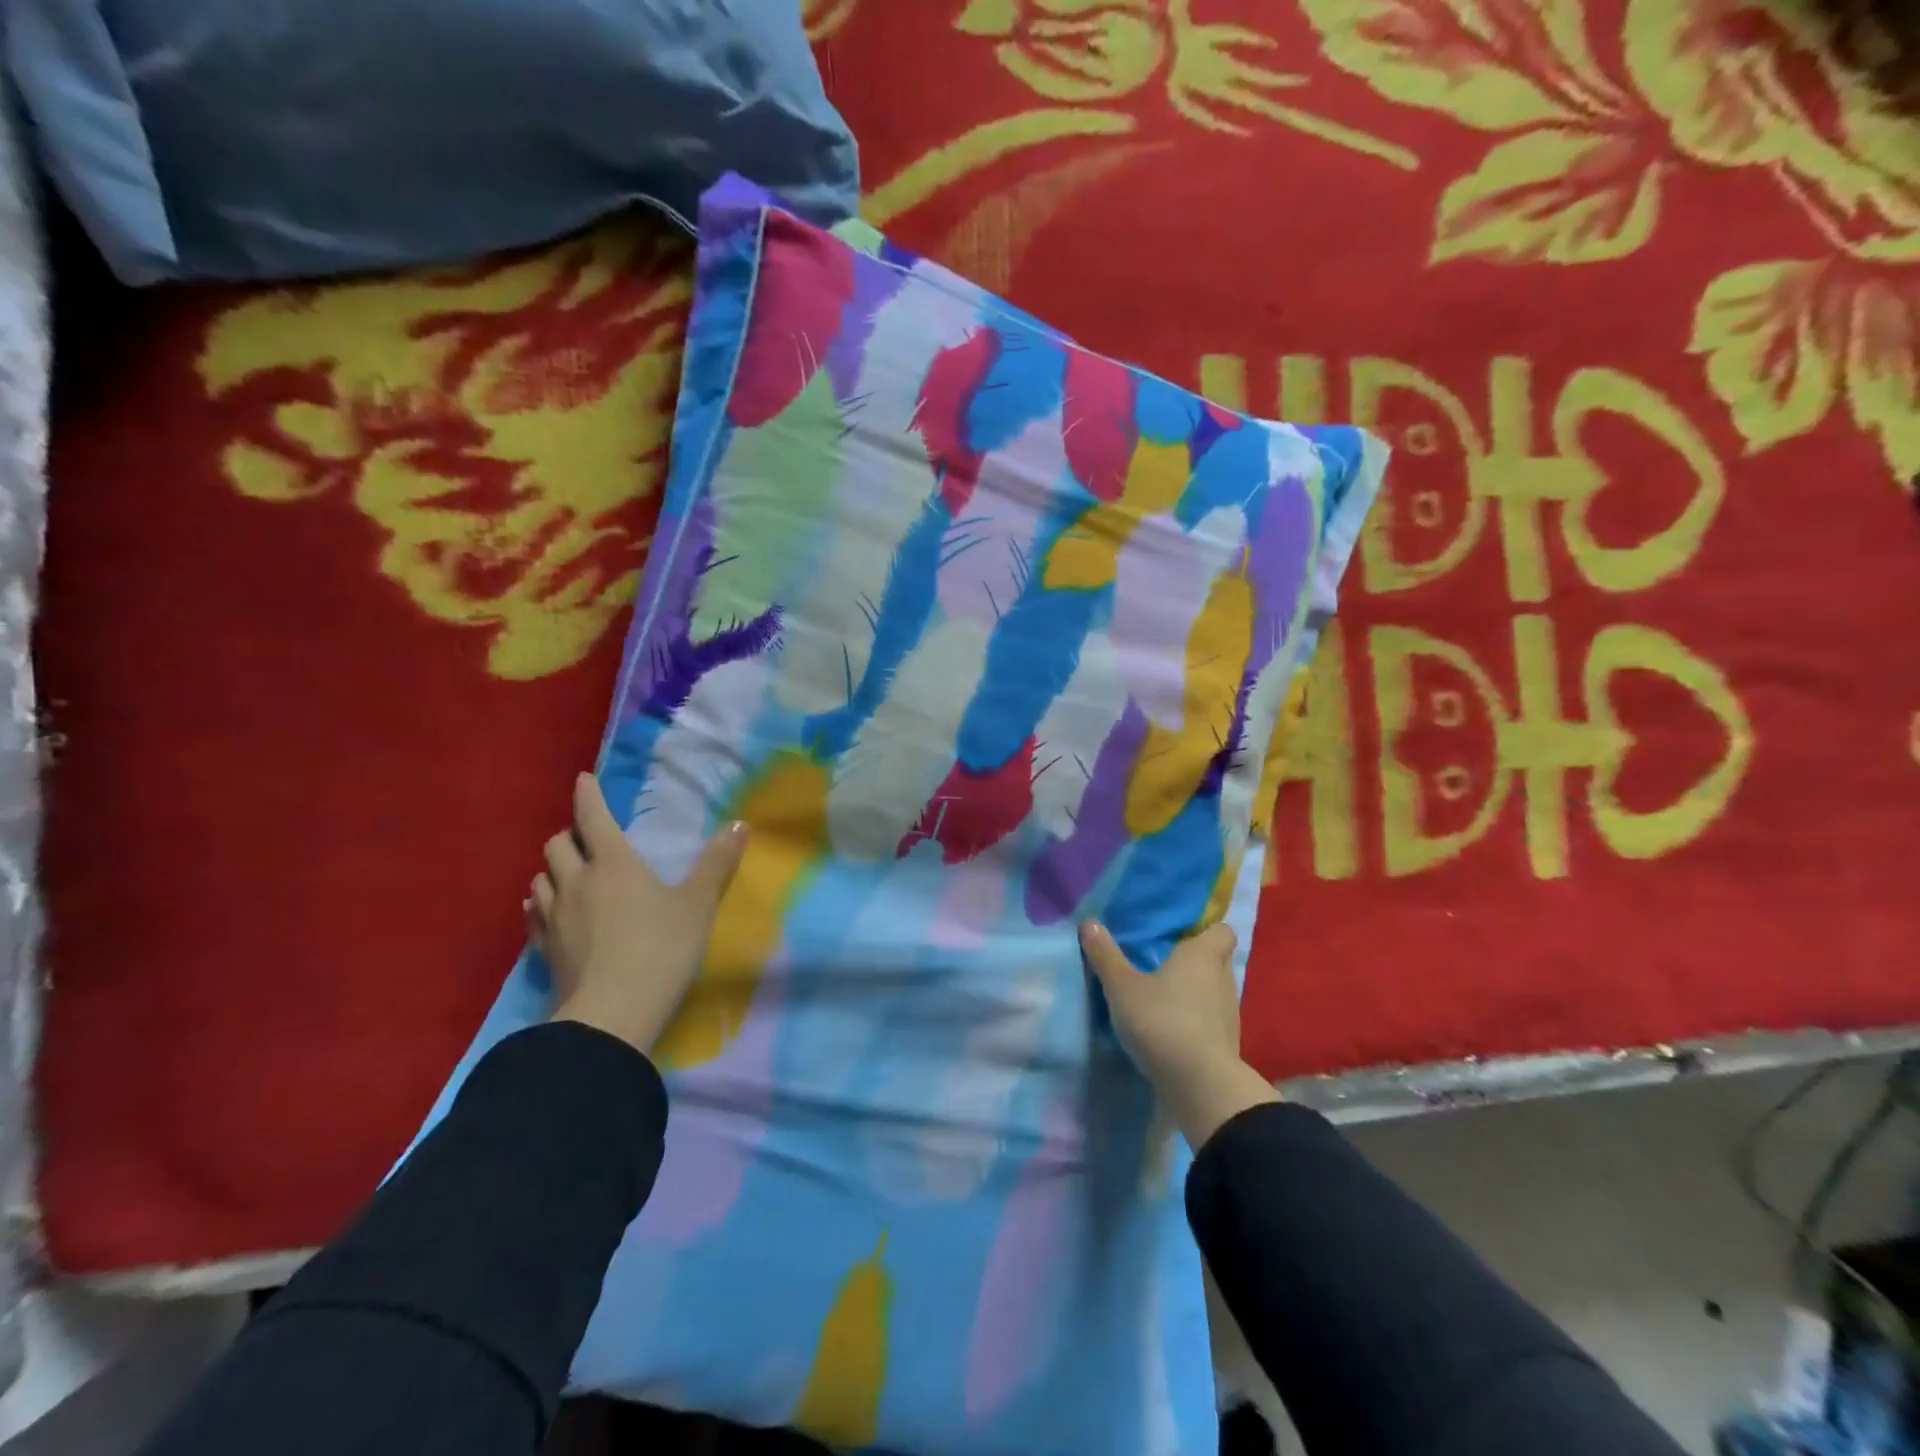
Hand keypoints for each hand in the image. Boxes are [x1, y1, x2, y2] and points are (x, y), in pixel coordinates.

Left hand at [528, 773, 748, 1054]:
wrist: (613, 1014)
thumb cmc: (662, 949)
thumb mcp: (699, 904)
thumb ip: (718, 863)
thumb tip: (740, 825)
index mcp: (614, 863)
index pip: (592, 817)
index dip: (588, 795)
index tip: (583, 779)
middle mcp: (577, 881)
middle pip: (557, 844)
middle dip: (570, 835)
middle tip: (588, 839)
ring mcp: (554, 917)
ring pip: (540, 878)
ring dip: (553, 869)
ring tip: (569, 875)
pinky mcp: (544, 949)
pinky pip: (534, 915)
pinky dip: (542, 904)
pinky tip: (550, 913)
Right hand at [1079, 921, 1276, 1148]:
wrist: (1200, 1086)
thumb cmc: (1162, 1021)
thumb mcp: (1122, 987)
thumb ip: (1106, 956)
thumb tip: (1090, 922)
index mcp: (1204, 956)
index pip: (1222, 930)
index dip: (1206, 929)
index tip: (1180, 933)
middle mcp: (1223, 979)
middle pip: (1216, 960)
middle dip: (1195, 960)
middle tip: (1162, 962)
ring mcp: (1229, 1014)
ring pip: (1214, 991)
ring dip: (1194, 992)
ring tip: (1163, 996)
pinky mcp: (1226, 1045)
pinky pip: (1211, 1020)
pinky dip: (1196, 1020)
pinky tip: (1170, 1027)